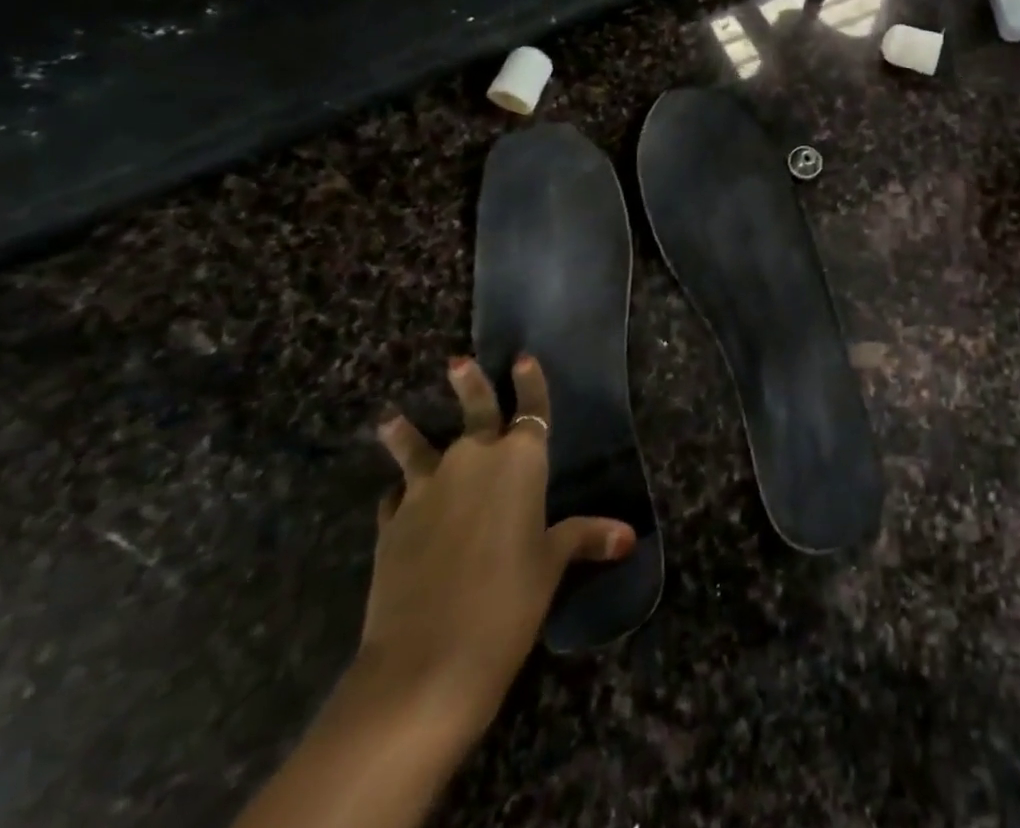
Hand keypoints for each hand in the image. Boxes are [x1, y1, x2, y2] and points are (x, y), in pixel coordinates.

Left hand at [359, 355, 633, 741]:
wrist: (426, 660)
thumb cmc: (508, 601)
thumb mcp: (551, 565)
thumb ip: (584, 538)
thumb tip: (628, 536)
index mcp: (520, 461)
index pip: (530, 408)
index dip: (529, 383)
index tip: (522, 359)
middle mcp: (473, 460)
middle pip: (473, 411)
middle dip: (469, 384)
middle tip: (457, 362)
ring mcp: (427, 489)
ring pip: (418, 447)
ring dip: (408, 433)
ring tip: (392, 419)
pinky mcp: (392, 523)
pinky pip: (397, 495)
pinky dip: (400, 492)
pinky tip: (396, 498)